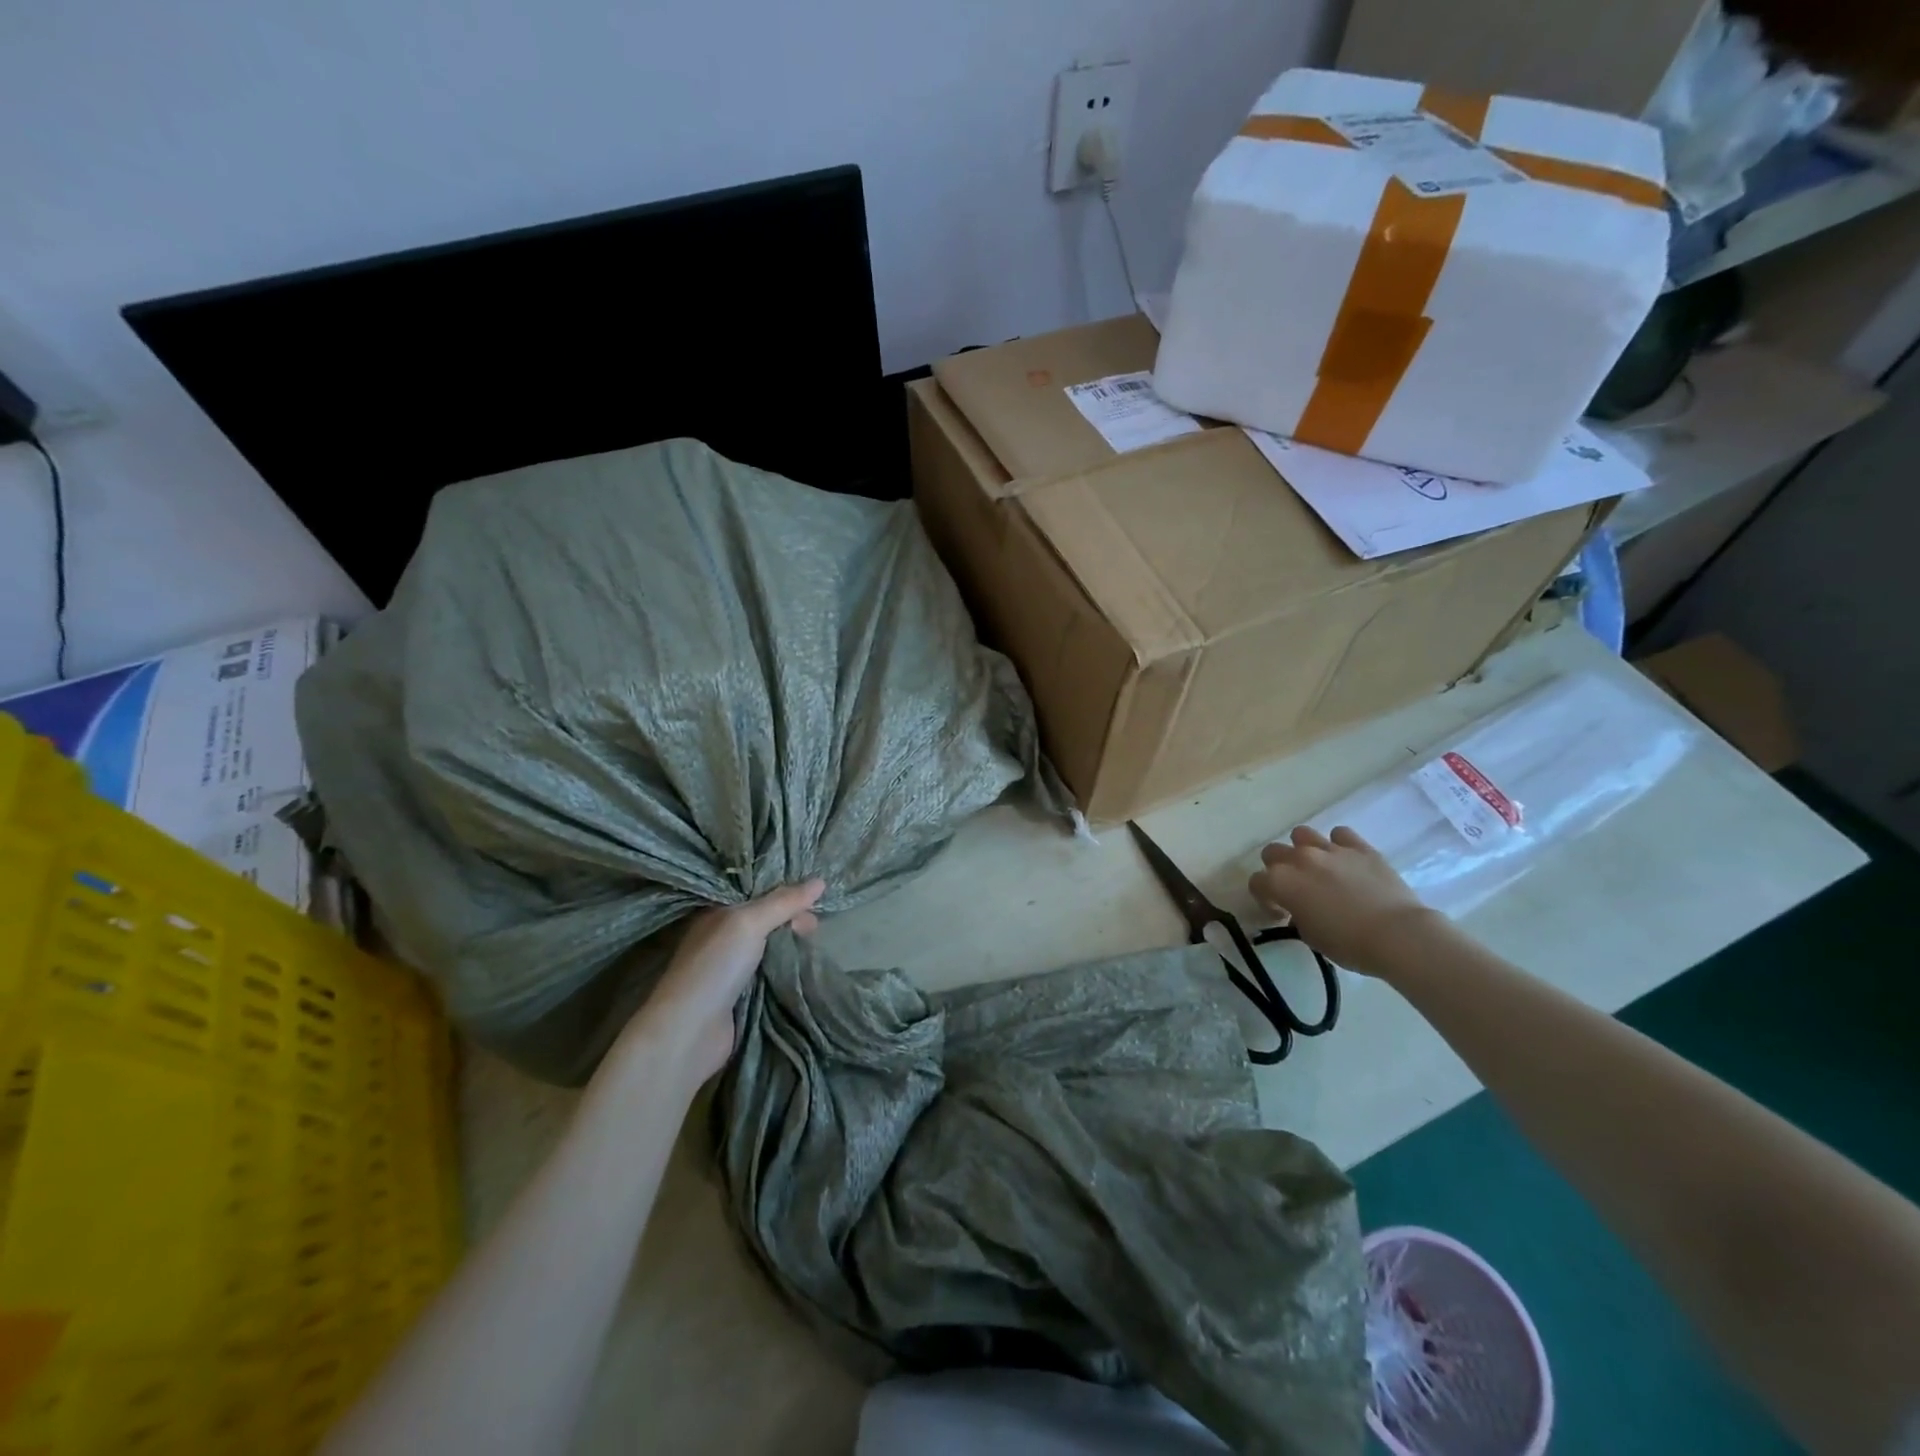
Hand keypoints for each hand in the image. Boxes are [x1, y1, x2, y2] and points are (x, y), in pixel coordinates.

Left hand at [612, 880, 825, 1092]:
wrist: (690, 1032)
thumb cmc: (716, 966)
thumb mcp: (749, 923)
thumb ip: (783, 902)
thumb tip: (820, 881)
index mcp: (718, 913)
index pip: (757, 893)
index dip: (786, 893)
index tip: (815, 898)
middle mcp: (722, 937)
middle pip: (766, 920)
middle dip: (792, 919)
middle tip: (815, 927)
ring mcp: (730, 969)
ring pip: (770, 947)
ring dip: (791, 945)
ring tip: (814, 945)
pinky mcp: (739, 997)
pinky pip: (770, 974)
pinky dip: (787, 970)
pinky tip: (804, 968)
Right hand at [1247, 826, 1438, 978]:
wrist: (1398, 935)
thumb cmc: (1349, 944)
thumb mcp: (1311, 936)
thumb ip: (1298, 915)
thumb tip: (1301, 908)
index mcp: (1282, 882)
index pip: (1257, 882)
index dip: (1265, 898)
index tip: (1280, 913)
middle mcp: (1300, 859)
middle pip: (1273, 852)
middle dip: (1278, 869)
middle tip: (1295, 888)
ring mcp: (1330, 849)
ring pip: (1302, 834)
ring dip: (1303, 849)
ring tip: (1317, 868)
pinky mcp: (1360, 847)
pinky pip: (1340, 834)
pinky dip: (1339, 845)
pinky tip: (1346, 861)